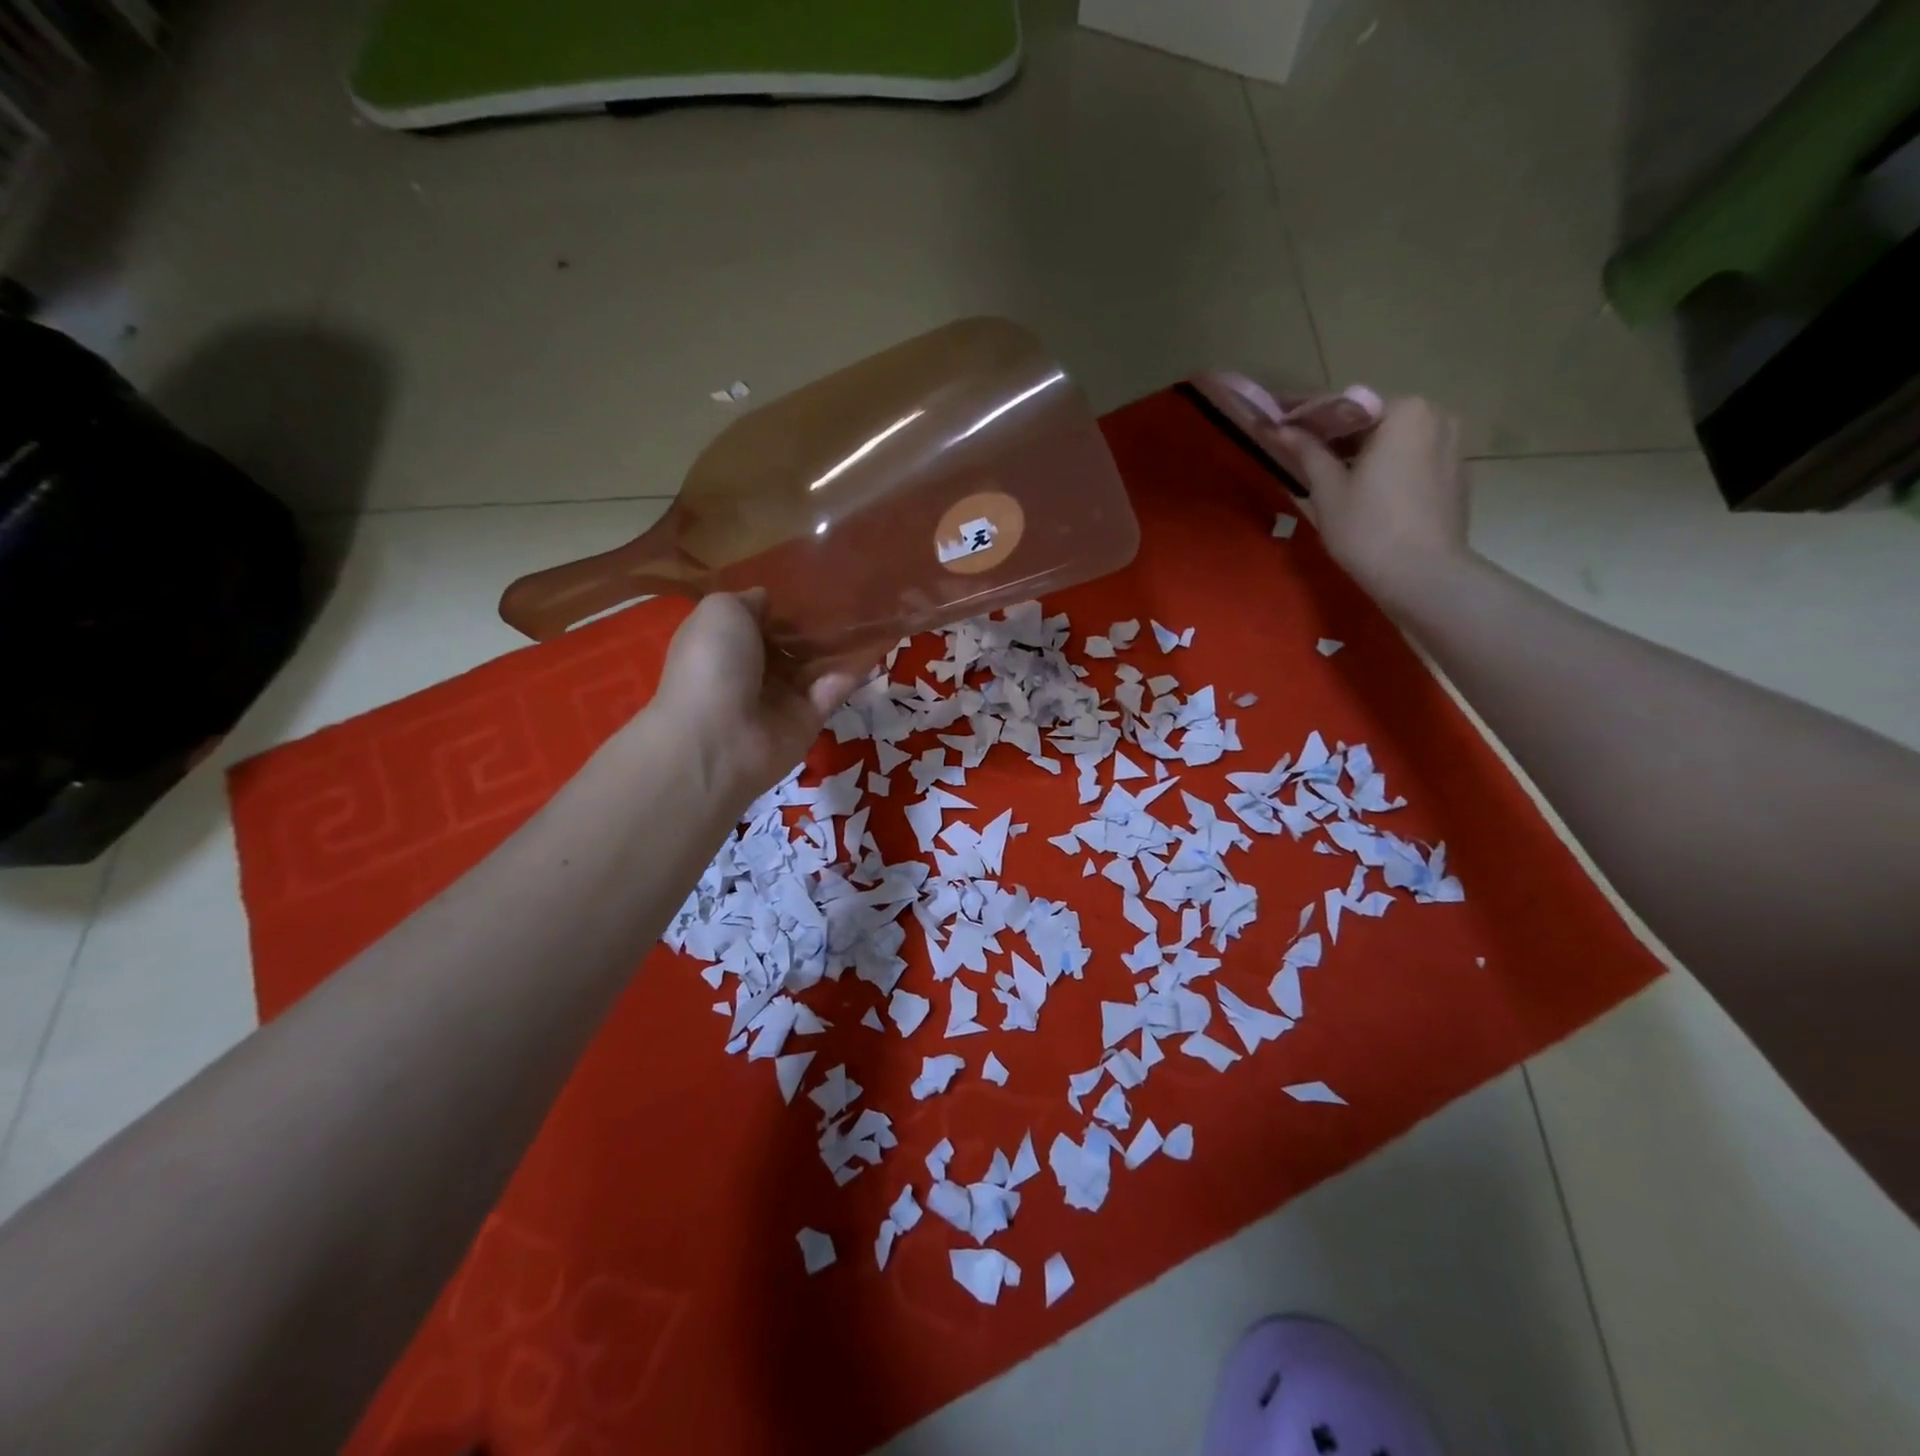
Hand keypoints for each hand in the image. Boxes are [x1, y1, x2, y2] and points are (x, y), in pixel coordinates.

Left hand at [651, 591, 866, 803]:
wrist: (718, 739)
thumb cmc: (712, 665)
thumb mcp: (720, 612)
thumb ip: (748, 601)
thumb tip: (767, 599)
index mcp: (724, 645)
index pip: (757, 623)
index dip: (779, 606)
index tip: (810, 583)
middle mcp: (752, 671)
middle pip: (790, 644)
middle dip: (814, 625)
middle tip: (849, 596)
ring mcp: (782, 698)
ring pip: (815, 666)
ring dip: (838, 645)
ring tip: (870, 614)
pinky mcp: (809, 720)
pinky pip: (833, 690)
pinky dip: (853, 671)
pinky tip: (875, 646)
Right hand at [1277, 397, 1472, 610]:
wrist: (1423, 576)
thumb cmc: (1367, 529)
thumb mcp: (1328, 489)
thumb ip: (1307, 451)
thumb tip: (1279, 427)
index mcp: (1404, 412)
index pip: (1345, 406)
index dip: (1307, 416)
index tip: (1278, 422)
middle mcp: (1436, 417)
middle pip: (1373, 420)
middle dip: (1336, 434)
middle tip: (1300, 452)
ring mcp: (1452, 445)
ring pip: (1394, 440)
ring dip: (1361, 451)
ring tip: (1329, 473)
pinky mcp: (1456, 474)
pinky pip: (1411, 459)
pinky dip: (1385, 466)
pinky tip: (1363, 490)